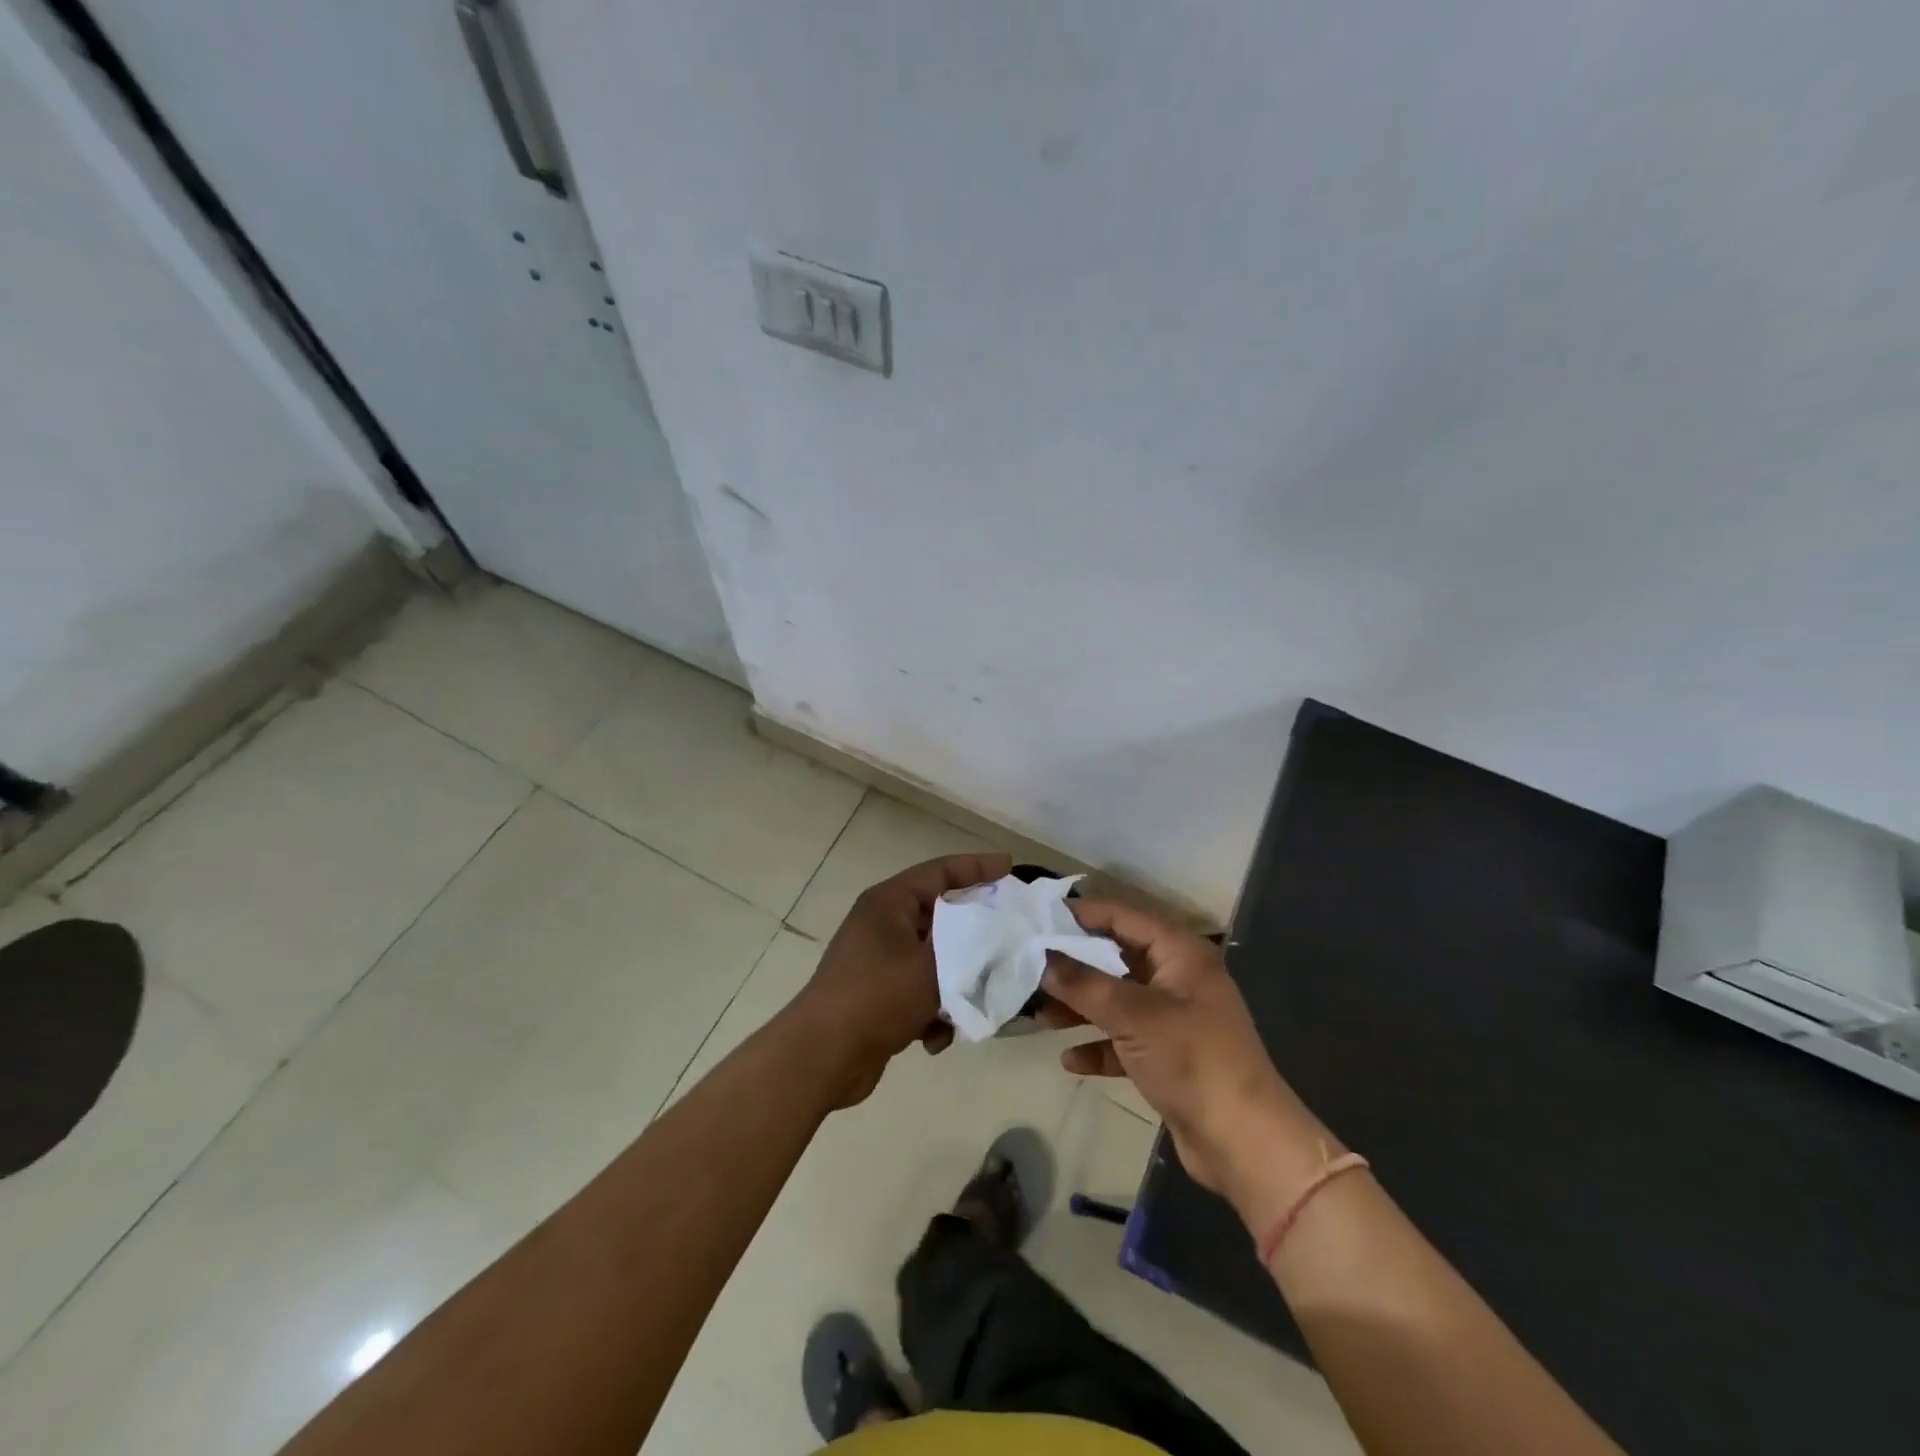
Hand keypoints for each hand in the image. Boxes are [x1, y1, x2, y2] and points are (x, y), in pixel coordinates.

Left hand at [789, 851, 1011, 1108]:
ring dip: (956, 982)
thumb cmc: (878, 996)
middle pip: (940, 917)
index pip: (940, 871)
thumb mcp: (934, 966)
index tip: (1010, 867)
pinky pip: (919, 992)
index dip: (977, 867)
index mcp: (889, 902)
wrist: (824, 1056)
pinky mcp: (878, 996)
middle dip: (975, 934)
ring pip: (934, 960)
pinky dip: (933, 1011)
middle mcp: (882, 924)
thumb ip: (971, 945)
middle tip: (1011, 935)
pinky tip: (936, 1038)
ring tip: (976, 1001)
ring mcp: (878, 961)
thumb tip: (999, 930)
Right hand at [1040, 901, 1341, 1229]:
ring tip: (1038, 1014)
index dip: (1082, 915)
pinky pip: (1124, 1040)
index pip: (1123, 917)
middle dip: (1074, 965)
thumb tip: (1040, 957)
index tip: (1038, 917)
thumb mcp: (1133, 1015)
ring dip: (1081, 1007)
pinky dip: (1099, 1045)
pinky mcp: (1168, 1057)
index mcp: (1180, 953)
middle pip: (1116, 959)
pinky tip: (1070, 1059)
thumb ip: (1083, 983)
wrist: (1244, 1143)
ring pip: (1117, 1001)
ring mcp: (1174, 1019)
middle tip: (1028, 966)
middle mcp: (1177, 978)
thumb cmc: (1192, 1059)